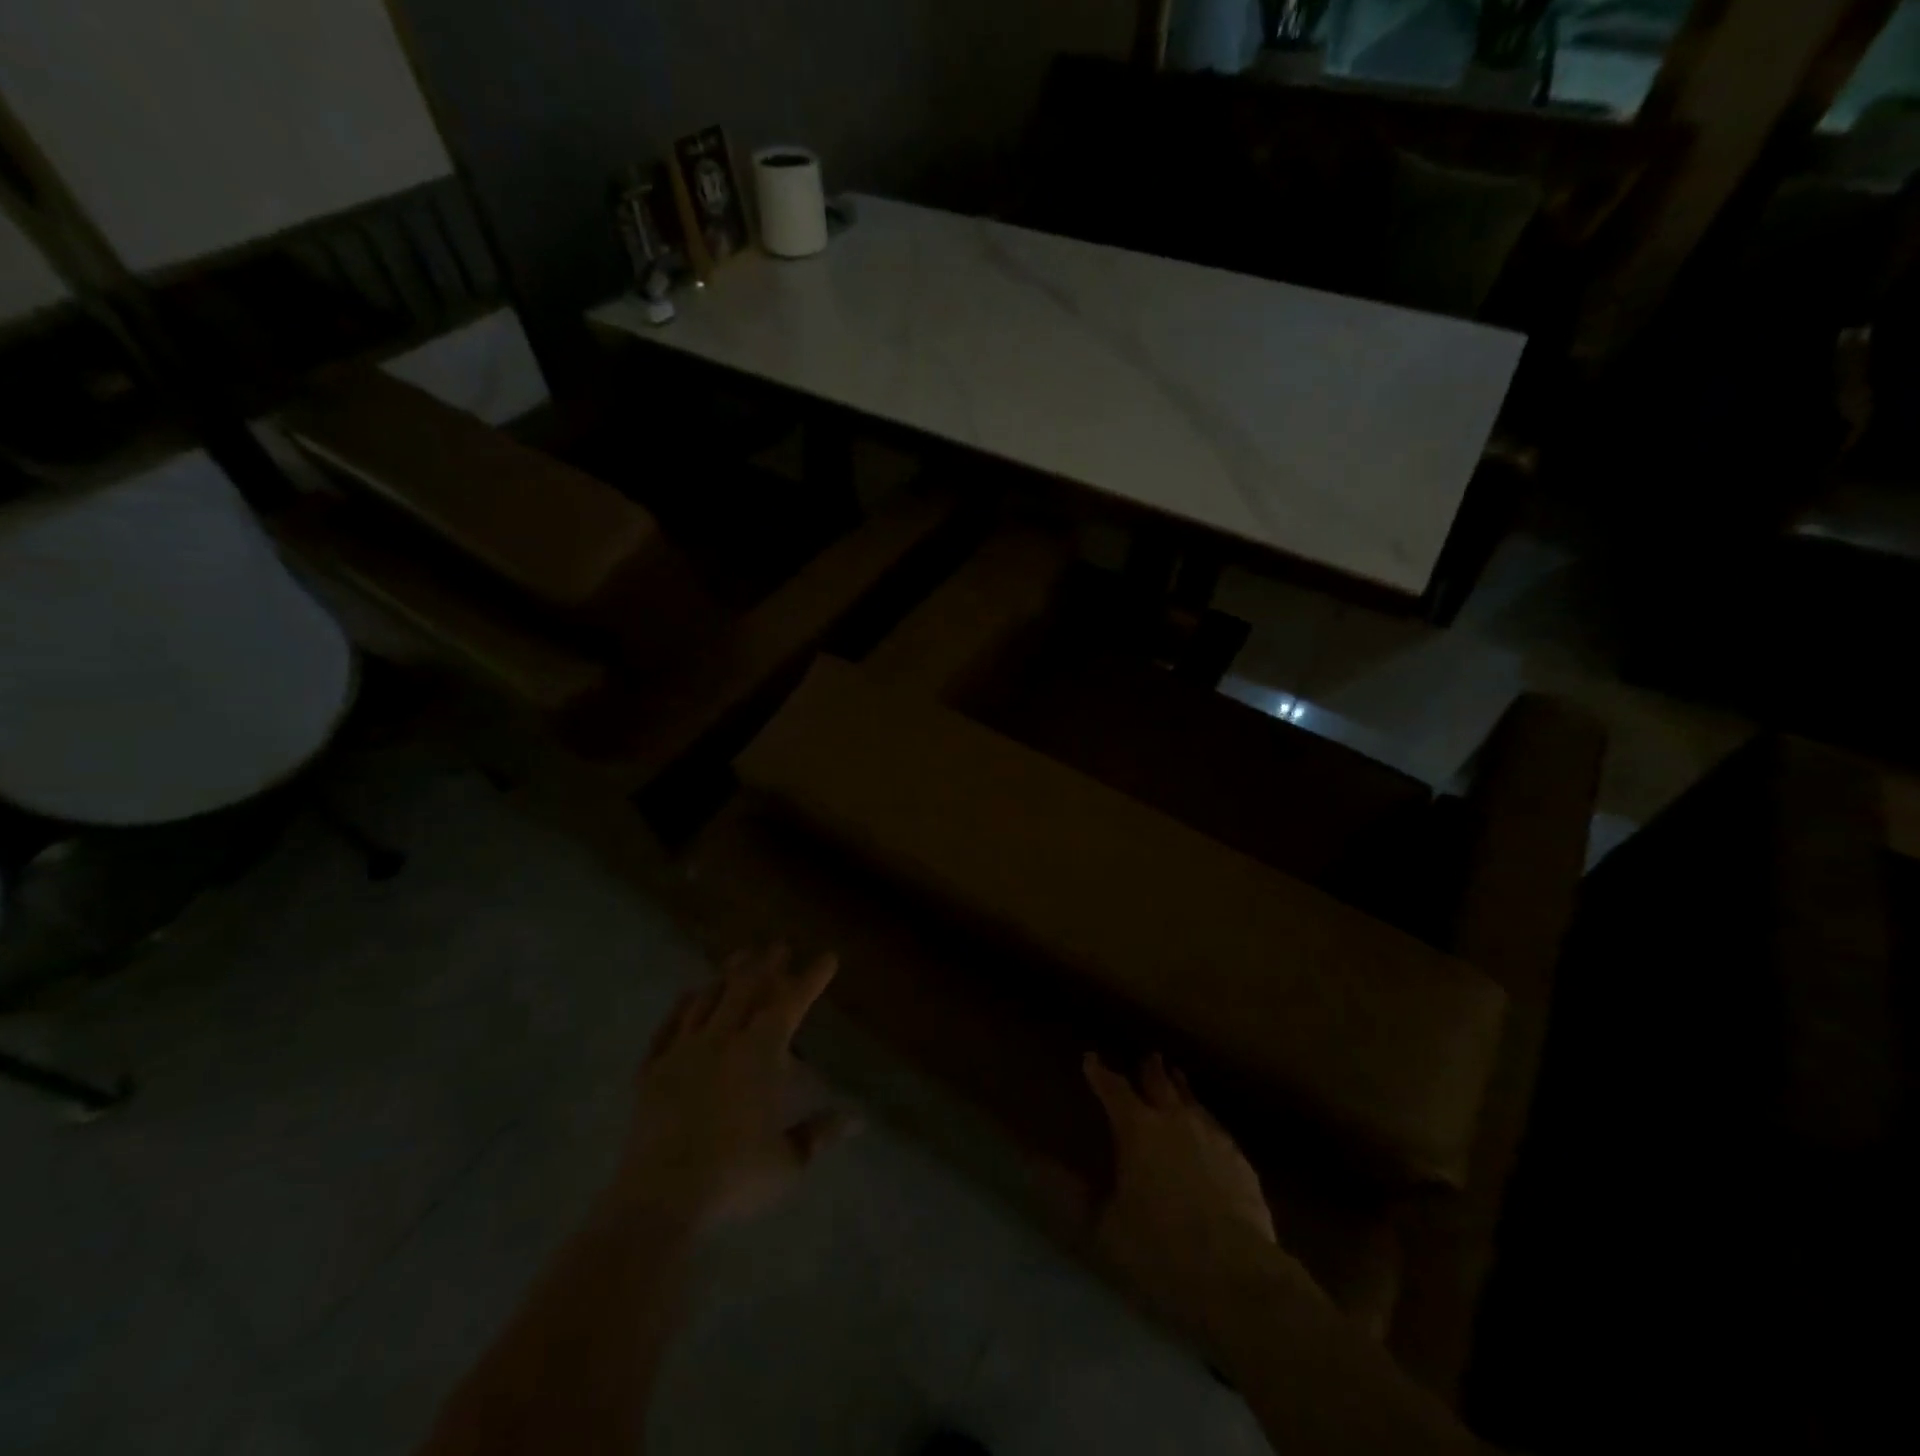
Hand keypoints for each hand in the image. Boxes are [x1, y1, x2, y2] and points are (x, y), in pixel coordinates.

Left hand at [612, 946, 854, 1231]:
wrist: (660, 1197)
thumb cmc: (734, 1175)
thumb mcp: (788, 1161)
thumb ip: (819, 1134)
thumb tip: (857, 1119)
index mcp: (760, 1053)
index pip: (791, 1002)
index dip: (811, 978)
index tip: (827, 958)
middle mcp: (722, 1040)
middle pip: (746, 989)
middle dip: (766, 965)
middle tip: (777, 946)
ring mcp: (683, 1052)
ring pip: (706, 1000)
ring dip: (725, 976)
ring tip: (738, 958)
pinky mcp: (651, 1072)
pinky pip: (667, 1027)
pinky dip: (679, 1007)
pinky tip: (686, 995)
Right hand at [1084, 1052, 1314, 1331]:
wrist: (1237, 1277)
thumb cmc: (1160, 1250)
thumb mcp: (1104, 1228)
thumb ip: (1073, 1194)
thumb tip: (1034, 1164)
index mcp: (1138, 1130)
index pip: (1114, 1090)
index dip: (1100, 1074)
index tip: (1091, 1059)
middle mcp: (1175, 1121)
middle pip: (1160, 1084)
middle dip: (1150, 1070)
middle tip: (1148, 1057)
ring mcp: (1213, 1138)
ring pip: (1193, 1102)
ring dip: (1182, 1089)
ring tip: (1178, 1079)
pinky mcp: (1241, 1162)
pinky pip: (1218, 1129)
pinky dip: (1206, 1122)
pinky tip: (1210, 1130)